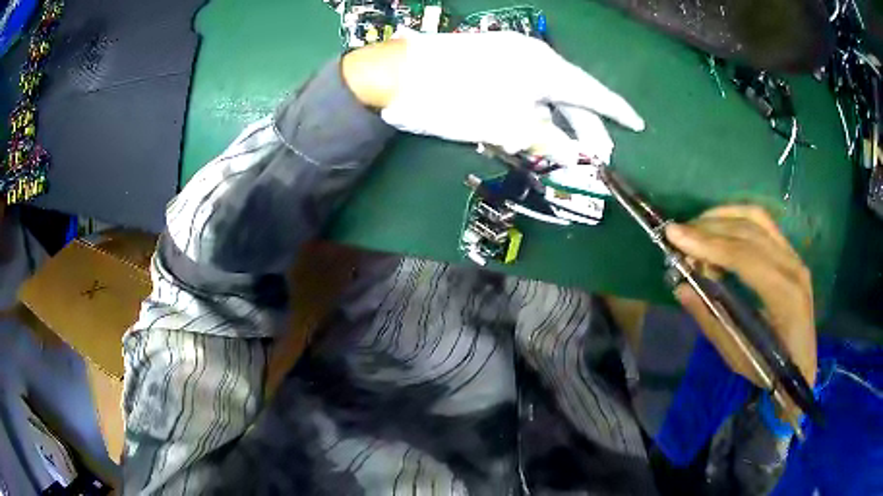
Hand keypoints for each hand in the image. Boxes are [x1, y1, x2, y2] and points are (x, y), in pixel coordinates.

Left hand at [341, 32, 643, 165]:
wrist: (398, 75)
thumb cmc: (455, 100)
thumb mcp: (508, 127)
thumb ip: (549, 142)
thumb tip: (580, 157)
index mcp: (546, 68)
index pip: (593, 93)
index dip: (617, 113)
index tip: (638, 125)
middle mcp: (535, 57)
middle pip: (573, 95)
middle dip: (587, 128)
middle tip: (599, 158)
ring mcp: (512, 56)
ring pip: (550, 93)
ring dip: (562, 123)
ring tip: (572, 151)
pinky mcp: (493, 61)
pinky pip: (530, 88)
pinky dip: (540, 111)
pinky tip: (542, 130)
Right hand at [664, 206, 816, 394]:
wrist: (802, 367)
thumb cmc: (770, 369)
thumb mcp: (737, 354)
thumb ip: (711, 319)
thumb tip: (682, 287)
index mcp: (784, 296)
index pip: (744, 257)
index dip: (708, 244)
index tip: (674, 235)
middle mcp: (793, 266)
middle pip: (748, 232)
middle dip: (708, 228)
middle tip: (678, 234)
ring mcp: (794, 256)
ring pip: (756, 218)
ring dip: (721, 217)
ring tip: (694, 228)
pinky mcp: (791, 253)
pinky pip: (763, 223)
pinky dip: (737, 218)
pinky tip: (718, 226)